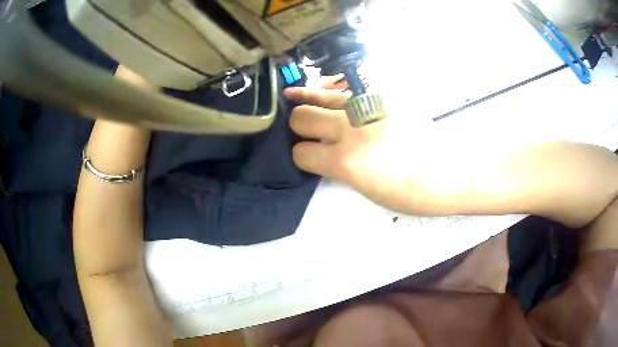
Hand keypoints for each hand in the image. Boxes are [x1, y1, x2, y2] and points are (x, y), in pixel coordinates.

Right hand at [285, 87, 445, 214]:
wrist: (447, 173)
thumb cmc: (408, 193)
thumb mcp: (364, 189)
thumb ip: (336, 168)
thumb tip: (319, 152)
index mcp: (346, 162)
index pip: (301, 153)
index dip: (300, 157)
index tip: (307, 156)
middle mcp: (351, 128)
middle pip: (301, 117)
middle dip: (298, 127)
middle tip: (305, 130)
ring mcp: (368, 105)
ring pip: (319, 94)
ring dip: (306, 100)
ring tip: (295, 96)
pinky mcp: (384, 92)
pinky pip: (347, 86)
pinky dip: (332, 89)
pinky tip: (328, 89)